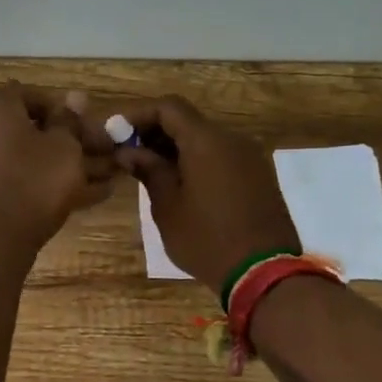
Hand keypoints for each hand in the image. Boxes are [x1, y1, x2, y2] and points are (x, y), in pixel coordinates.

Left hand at [0, 85, 115, 258]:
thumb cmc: (34, 180)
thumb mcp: (64, 146)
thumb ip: (71, 122)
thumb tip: (75, 97)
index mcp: (1, 116)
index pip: (21, 94)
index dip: (51, 102)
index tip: (77, 119)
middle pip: (33, 132)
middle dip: (72, 140)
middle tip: (104, 151)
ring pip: (37, 162)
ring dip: (72, 166)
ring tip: (111, 176)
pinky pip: (30, 186)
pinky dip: (58, 188)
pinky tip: (95, 196)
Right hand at [116, 95, 299, 293]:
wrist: (264, 273)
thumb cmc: (206, 239)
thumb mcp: (167, 207)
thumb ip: (149, 171)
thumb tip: (129, 151)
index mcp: (207, 141)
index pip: (168, 107)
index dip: (139, 115)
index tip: (117, 134)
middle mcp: (232, 139)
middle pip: (188, 121)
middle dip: (155, 132)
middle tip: (129, 155)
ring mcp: (250, 157)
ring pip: (206, 139)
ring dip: (176, 148)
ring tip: (151, 172)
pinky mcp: (259, 176)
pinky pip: (222, 156)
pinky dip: (197, 160)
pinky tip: (181, 184)